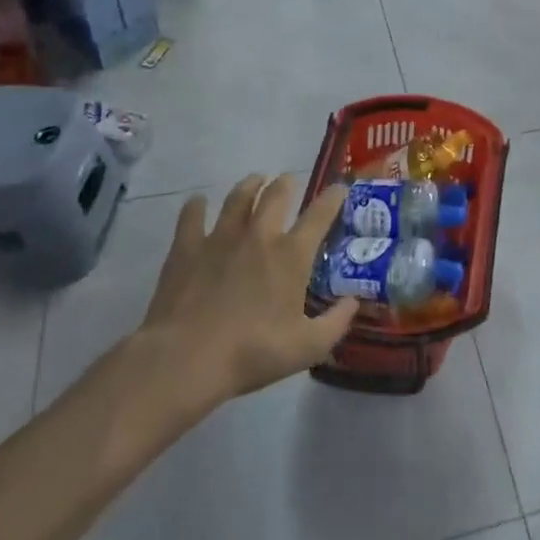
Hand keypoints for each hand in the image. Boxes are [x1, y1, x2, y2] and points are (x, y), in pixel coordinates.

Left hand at [128, 174, 356, 420]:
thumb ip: (336, 322)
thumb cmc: (252, 352)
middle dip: (287, 183)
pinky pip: (192, 215)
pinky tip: (198, 201)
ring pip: (238, 198)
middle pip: (276, 195)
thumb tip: (354, 302)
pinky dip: (196, 205)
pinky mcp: (187, 247)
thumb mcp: (307, 347)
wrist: (186, 358)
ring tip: (255, 180)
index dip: (333, 197)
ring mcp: (220, 237)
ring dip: (249, 185)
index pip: (320, 214)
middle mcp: (259, 235)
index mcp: (291, 255)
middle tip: (289, 181)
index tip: (340, 188)